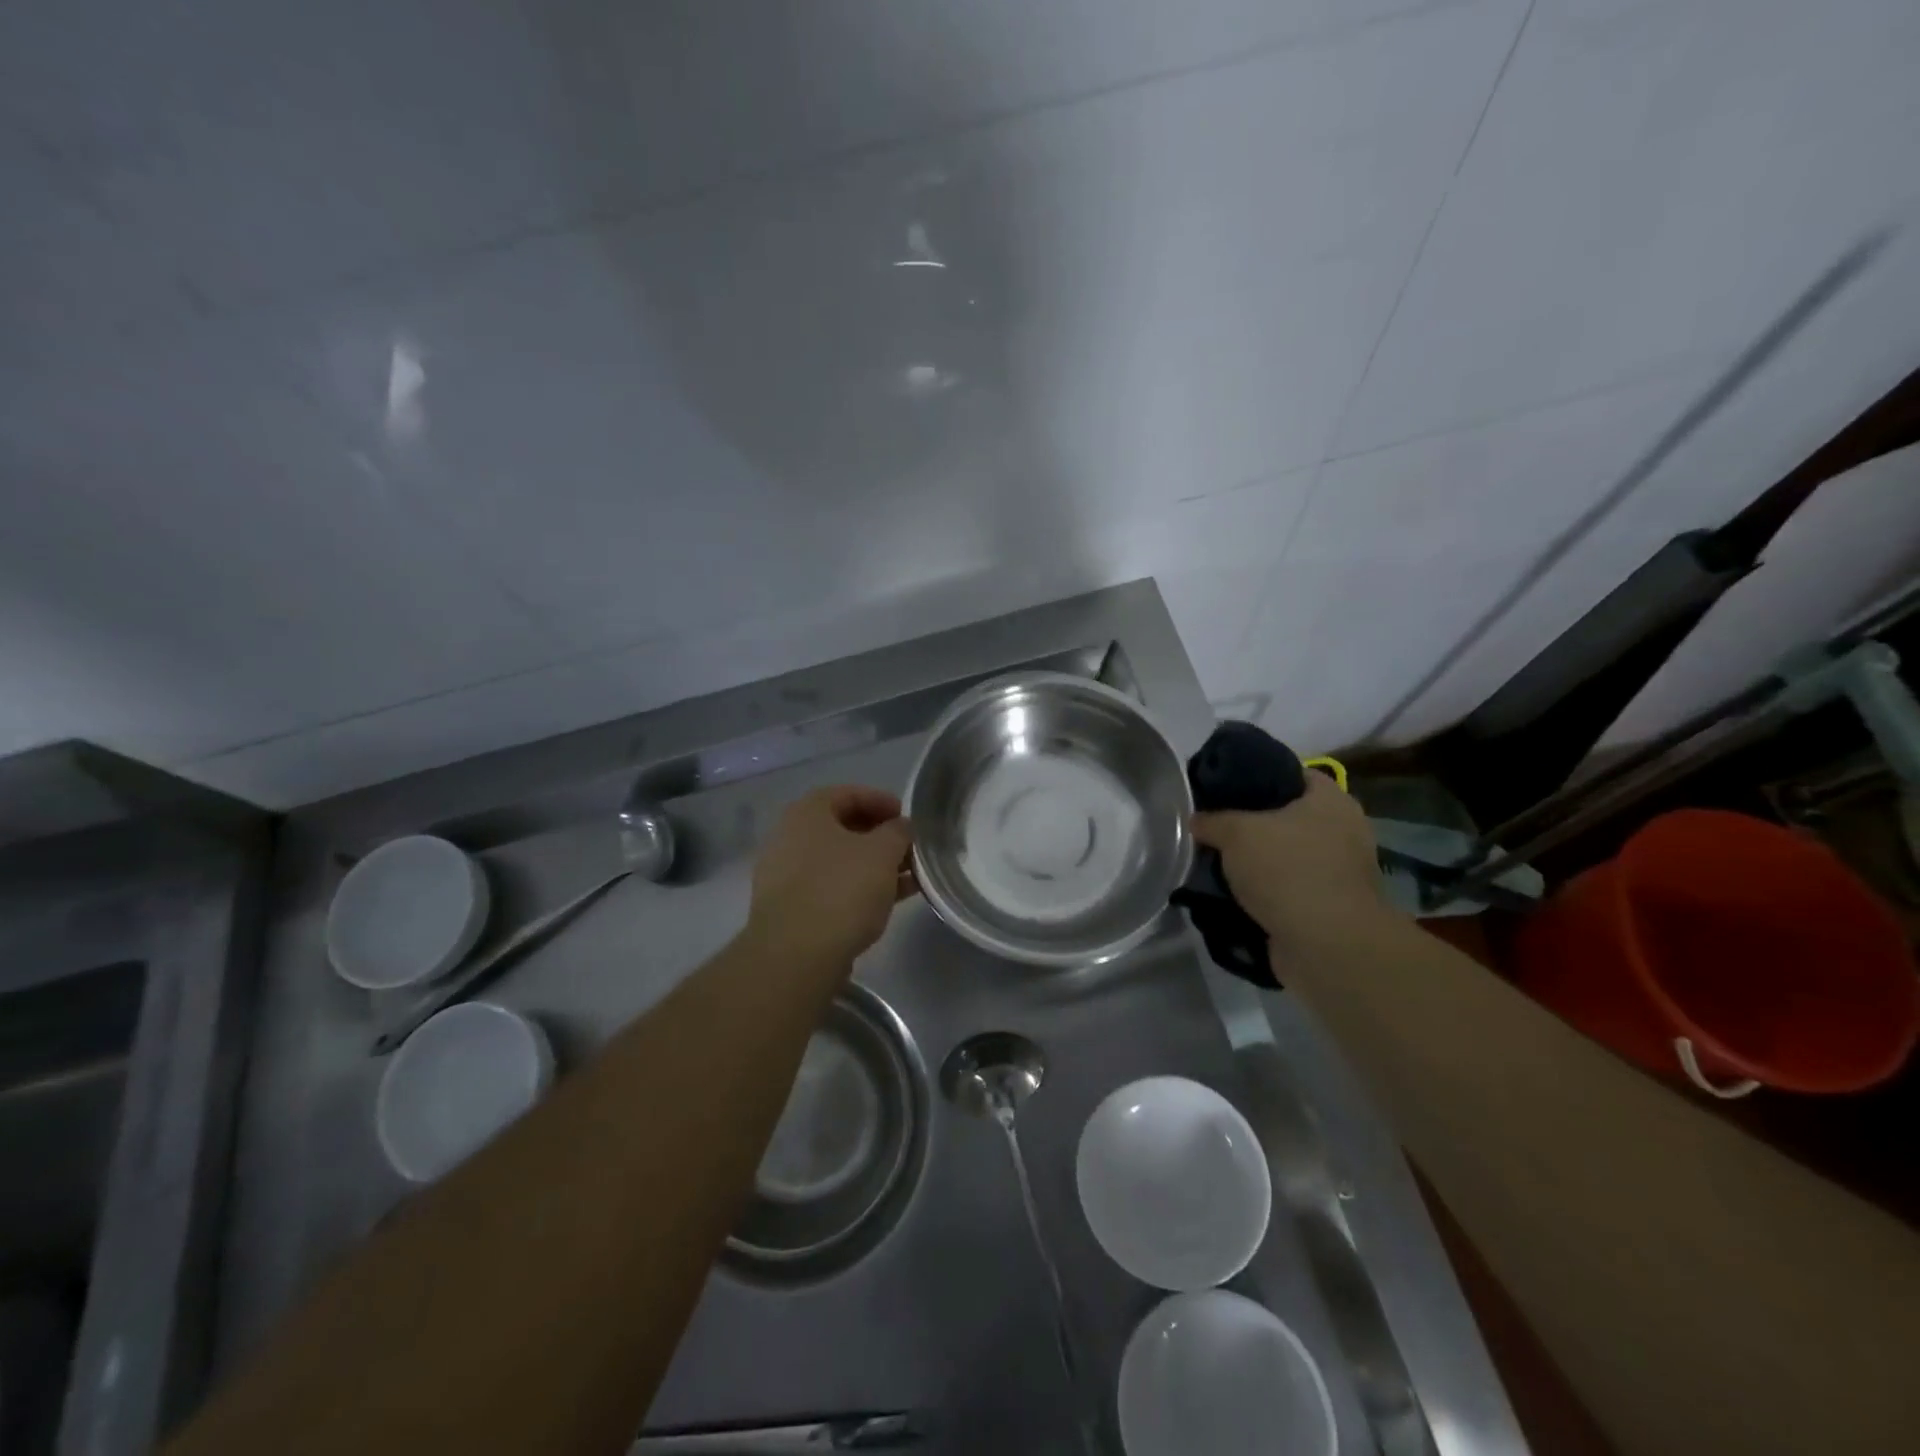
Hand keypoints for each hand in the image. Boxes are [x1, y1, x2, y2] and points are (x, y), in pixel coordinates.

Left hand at [745, 785, 914, 968]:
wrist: (796, 956)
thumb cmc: (841, 890)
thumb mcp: (883, 852)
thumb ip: (898, 832)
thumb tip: (902, 827)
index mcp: (807, 812)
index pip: (849, 794)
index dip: (882, 801)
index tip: (908, 819)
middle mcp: (790, 837)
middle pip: (843, 827)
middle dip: (881, 837)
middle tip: (910, 849)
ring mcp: (786, 875)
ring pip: (840, 861)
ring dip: (874, 865)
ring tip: (909, 878)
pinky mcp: (792, 909)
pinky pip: (832, 887)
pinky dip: (860, 888)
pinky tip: (888, 902)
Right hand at [1192, 773, 1393, 951]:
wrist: (1326, 945)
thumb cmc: (1287, 870)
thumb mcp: (1236, 832)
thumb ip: (1212, 821)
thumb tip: (1196, 821)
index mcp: (1330, 801)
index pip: (1291, 772)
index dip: (1255, 774)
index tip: (1221, 786)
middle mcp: (1341, 831)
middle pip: (1285, 816)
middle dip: (1249, 823)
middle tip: (1212, 825)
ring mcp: (1337, 872)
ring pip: (1283, 856)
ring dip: (1253, 862)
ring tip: (1214, 861)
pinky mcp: (1326, 907)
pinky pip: (1285, 889)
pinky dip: (1262, 892)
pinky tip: (1228, 893)